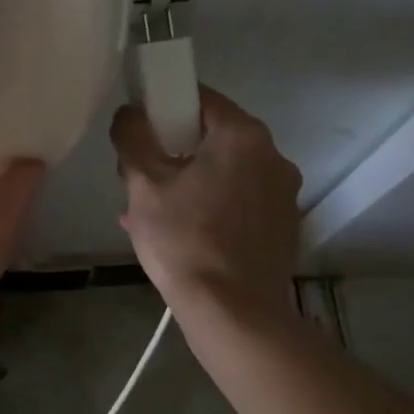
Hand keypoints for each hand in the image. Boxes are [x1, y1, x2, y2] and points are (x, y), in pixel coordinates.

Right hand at [111, 88, 301, 324]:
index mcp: (243, 135)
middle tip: (140, 179)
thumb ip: (132, 137)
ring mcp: (283, 194)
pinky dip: (211, 208)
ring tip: (151, 214)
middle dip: (172, 152)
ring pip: (224, 173)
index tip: (139, 132)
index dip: (163, 106)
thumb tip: (130, 113)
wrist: (233, 315)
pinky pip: (239, 203)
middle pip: (212, 137)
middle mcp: (274, 156)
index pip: (199, 98)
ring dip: (188, 183)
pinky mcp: (283, 227)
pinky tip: (182, 237)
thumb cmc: (185, 241)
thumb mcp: (144, 184)